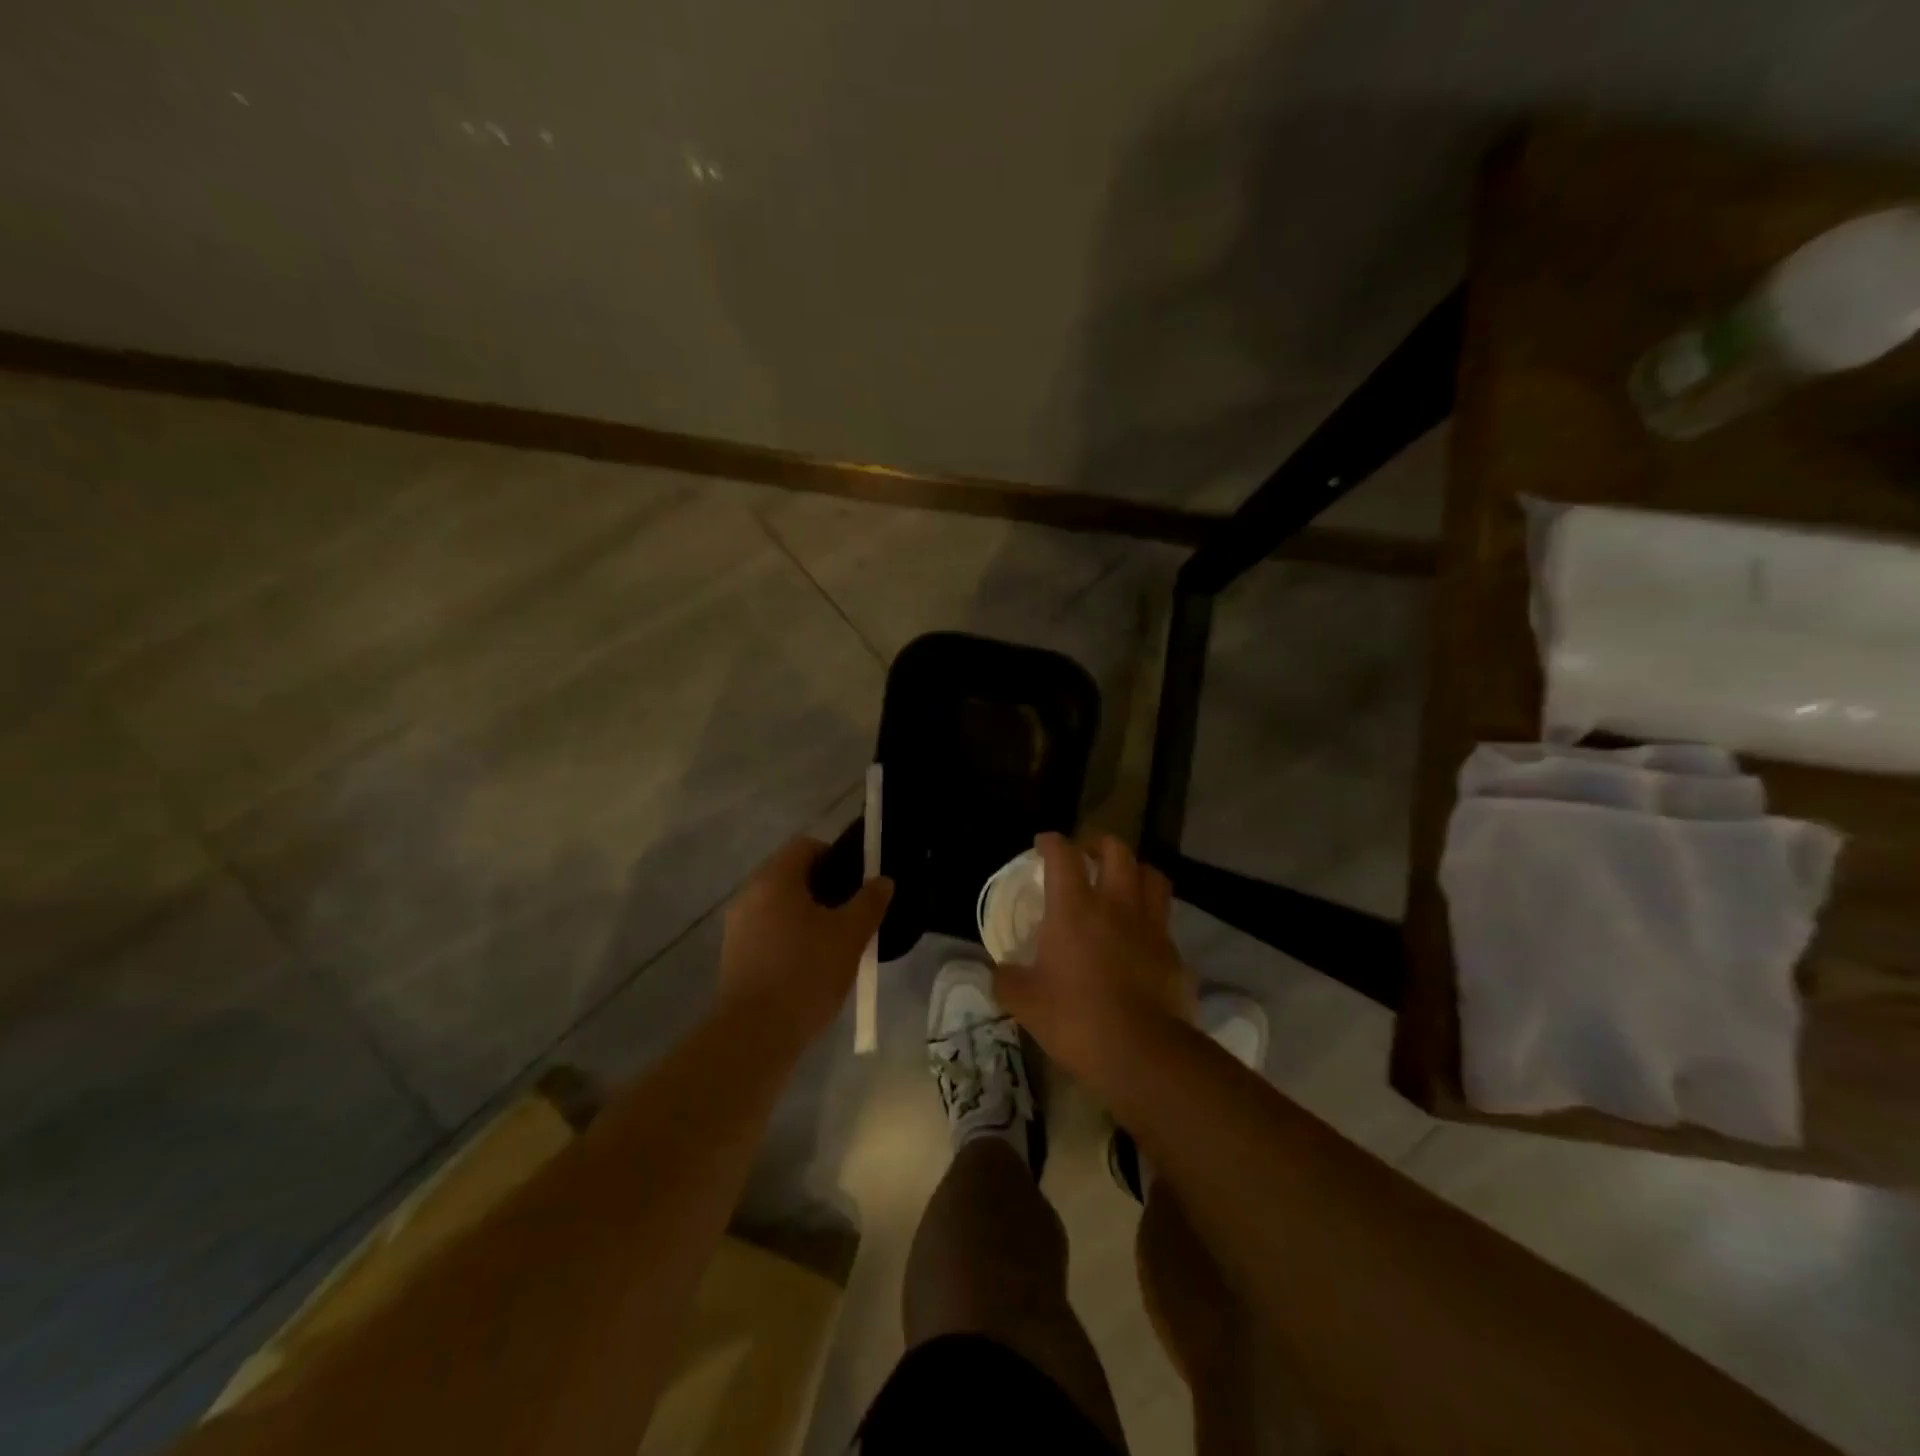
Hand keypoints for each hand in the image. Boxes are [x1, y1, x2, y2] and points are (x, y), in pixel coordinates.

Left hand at [718, 836, 892, 1048]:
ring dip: (808, 914)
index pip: (806, 846)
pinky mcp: (734, 954)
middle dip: (825, 888)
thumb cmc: (805, 974)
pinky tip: (811, 964)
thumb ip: (869, 902)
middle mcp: (749, 894)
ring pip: (780, 904)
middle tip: (852, 912)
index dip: (836, 857)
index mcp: (774, 879)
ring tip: (836, 941)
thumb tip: (883, 880)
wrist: (755, 1035)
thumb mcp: (850, 936)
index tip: (857, 883)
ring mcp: (737, 926)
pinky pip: (768, 929)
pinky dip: (790, 935)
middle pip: (792, 874)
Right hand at [994, 833, 1191, 1083]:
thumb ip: (1007, 980)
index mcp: (1074, 907)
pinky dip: (1151, 912)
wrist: (1142, 1052)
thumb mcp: (1025, 1002)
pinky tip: (1140, 930)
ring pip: (1150, 874)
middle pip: (1116, 850)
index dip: (1051, 842)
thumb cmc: (1076, 1018)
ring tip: (1122, 881)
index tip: (1043, 844)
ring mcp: (1149, 924)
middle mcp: (1115, 903)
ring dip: (1134, 869)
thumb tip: (999, 971)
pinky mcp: (1171, 949)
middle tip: (1086, 856)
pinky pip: (1163, 916)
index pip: (1062, 855)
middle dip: (1099, 844)